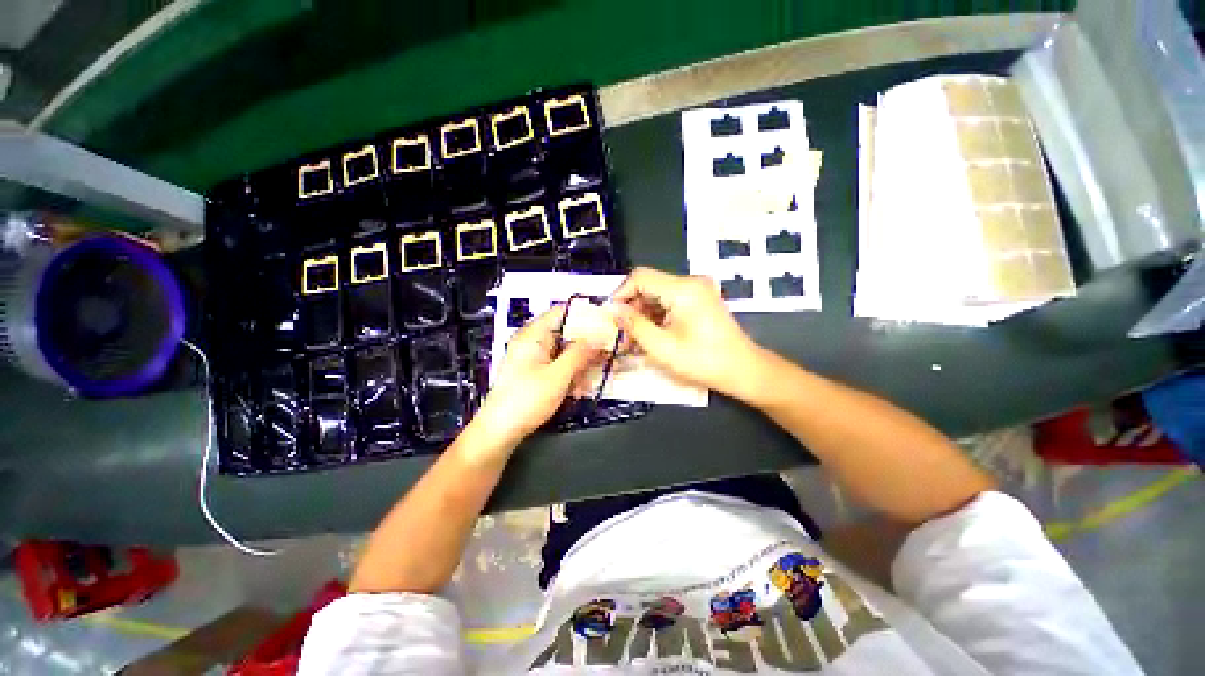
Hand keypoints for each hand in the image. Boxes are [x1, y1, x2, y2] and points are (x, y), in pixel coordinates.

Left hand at [472, 306, 604, 447]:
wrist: (500, 432)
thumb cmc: (525, 401)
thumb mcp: (558, 376)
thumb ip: (580, 354)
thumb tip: (599, 337)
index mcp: (533, 335)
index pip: (562, 312)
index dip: (585, 315)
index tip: (606, 323)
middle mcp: (533, 342)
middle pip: (566, 333)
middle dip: (587, 345)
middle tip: (607, 353)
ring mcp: (534, 358)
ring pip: (565, 351)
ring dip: (582, 363)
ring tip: (594, 376)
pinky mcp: (536, 372)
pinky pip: (559, 365)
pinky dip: (571, 374)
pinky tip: (579, 388)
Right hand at [612, 267, 766, 401]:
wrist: (744, 370)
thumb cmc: (704, 361)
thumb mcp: (662, 347)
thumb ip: (635, 325)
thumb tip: (613, 311)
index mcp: (683, 289)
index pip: (640, 277)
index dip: (620, 294)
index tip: (610, 316)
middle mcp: (690, 282)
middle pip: (648, 285)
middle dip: (631, 308)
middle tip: (621, 333)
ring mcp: (697, 290)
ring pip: (657, 294)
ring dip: (642, 314)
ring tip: (634, 339)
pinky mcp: (699, 300)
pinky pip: (669, 301)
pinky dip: (656, 316)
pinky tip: (650, 335)